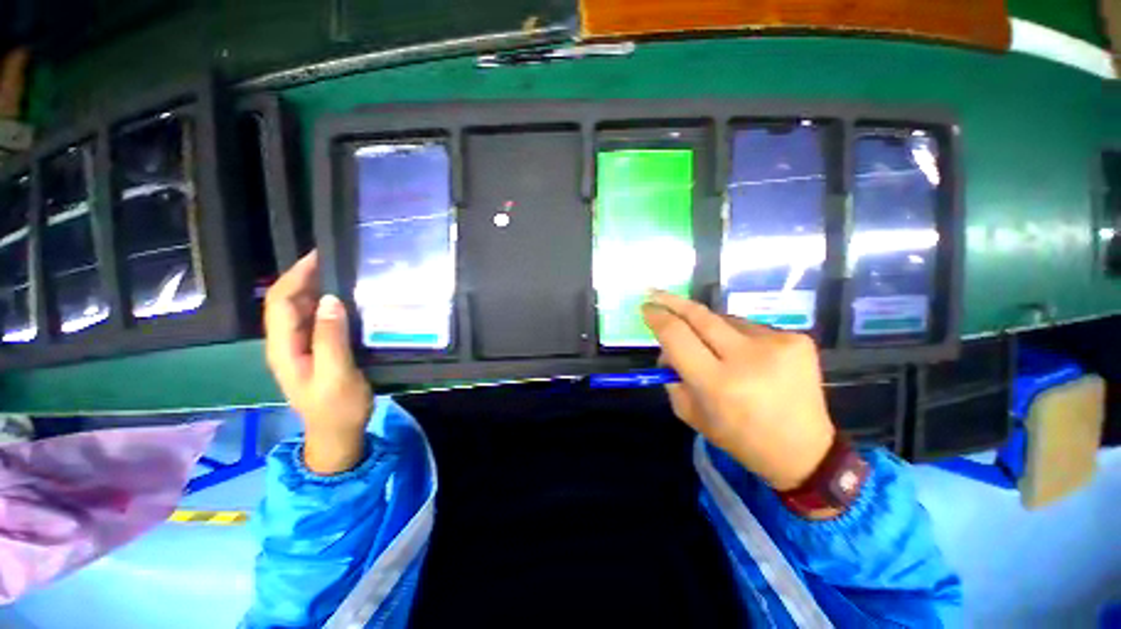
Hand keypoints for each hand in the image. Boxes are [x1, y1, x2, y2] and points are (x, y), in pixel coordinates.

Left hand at [264, 251, 372, 474]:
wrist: (337, 433)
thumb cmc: (338, 407)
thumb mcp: (337, 374)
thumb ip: (331, 338)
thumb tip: (329, 299)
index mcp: (284, 348)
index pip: (281, 302)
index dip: (296, 276)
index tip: (320, 256)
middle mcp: (286, 342)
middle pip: (286, 301)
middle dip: (305, 277)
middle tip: (336, 260)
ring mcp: (300, 347)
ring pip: (300, 309)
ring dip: (316, 288)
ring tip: (342, 272)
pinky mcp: (315, 350)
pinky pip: (315, 319)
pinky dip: (326, 304)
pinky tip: (345, 299)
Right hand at [642, 291, 835, 490]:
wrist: (804, 450)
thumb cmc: (738, 437)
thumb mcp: (691, 413)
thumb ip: (672, 375)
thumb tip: (666, 346)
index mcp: (717, 384)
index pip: (677, 335)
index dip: (658, 318)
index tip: (646, 307)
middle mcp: (748, 358)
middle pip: (700, 316)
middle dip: (673, 302)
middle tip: (656, 293)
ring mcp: (777, 345)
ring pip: (724, 320)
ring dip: (708, 327)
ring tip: (711, 345)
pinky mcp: (798, 340)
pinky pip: (749, 327)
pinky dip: (736, 336)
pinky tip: (744, 355)